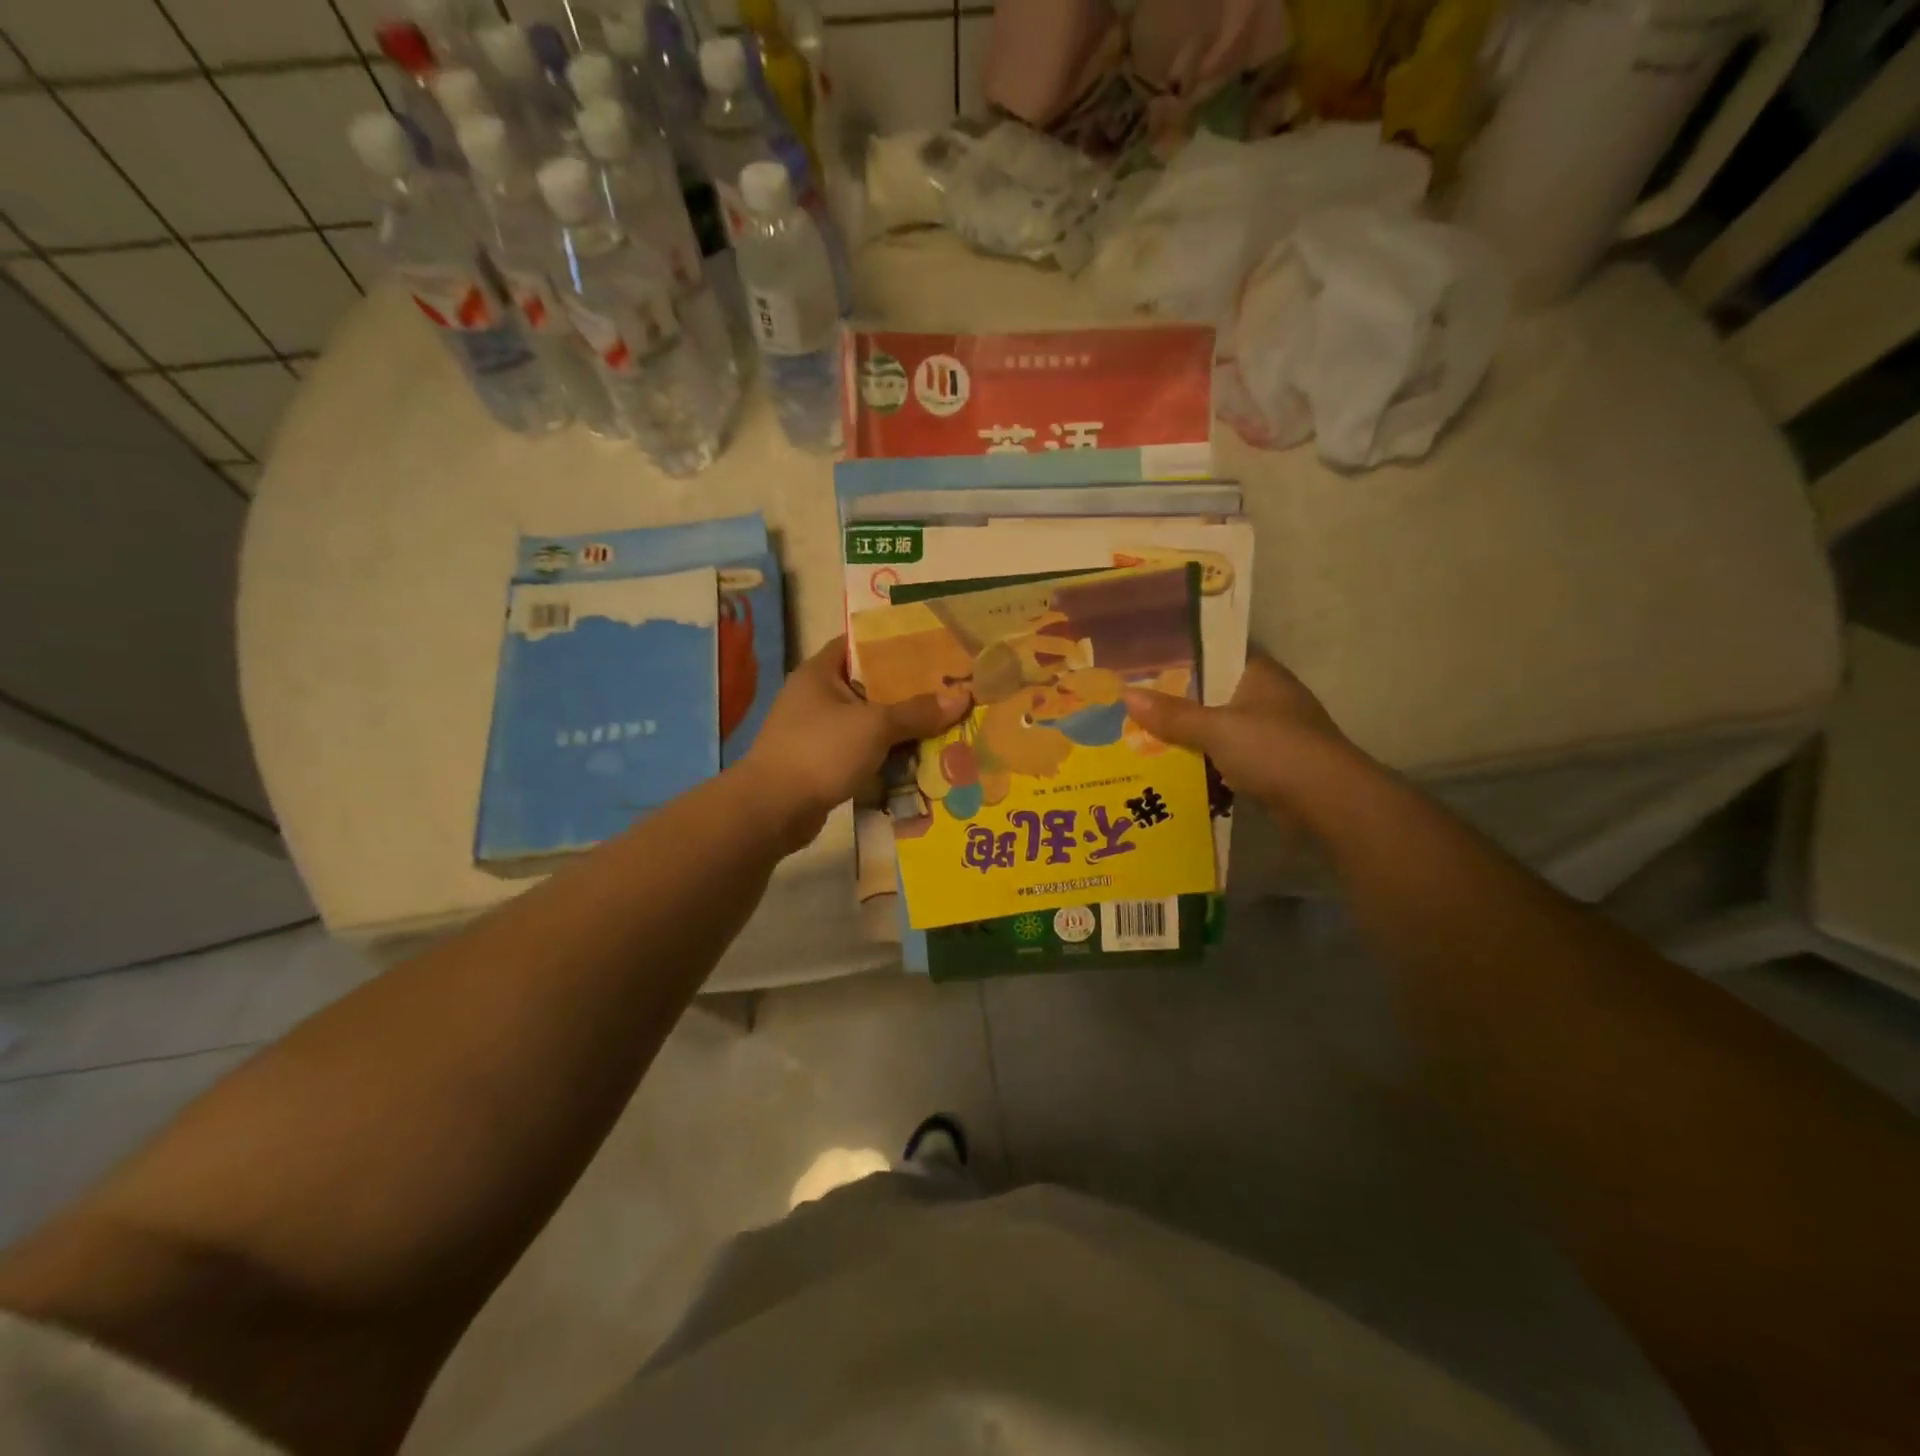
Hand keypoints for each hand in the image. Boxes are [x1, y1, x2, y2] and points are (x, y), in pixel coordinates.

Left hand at [739, 637, 971, 850]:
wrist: (772, 810)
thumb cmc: (820, 752)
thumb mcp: (874, 726)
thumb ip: (917, 712)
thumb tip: (962, 697)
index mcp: (820, 673)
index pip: (860, 645)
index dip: (894, 644)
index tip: (932, 649)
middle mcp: (816, 697)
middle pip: (870, 687)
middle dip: (908, 693)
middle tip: (949, 692)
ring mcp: (817, 732)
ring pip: (869, 723)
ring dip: (900, 730)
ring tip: (944, 727)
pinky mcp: (822, 763)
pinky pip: (862, 752)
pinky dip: (886, 756)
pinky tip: (918, 762)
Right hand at [1121, 649, 1351, 816]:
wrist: (1330, 802)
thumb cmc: (1274, 750)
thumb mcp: (1216, 729)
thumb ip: (1173, 714)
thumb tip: (1126, 696)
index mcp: (1259, 673)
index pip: (1215, 653)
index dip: (1179, 658)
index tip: (1142, 666)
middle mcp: (1268, 696)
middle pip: (1213, 693)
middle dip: (1178, 702)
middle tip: (1132, 704)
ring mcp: (1273, 731)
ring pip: (1220, 727)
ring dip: (1191, 736)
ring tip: (1142, 736)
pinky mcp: (1273, 763)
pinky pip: (1229, 756)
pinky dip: (1207, 762)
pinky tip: (1175, 768)